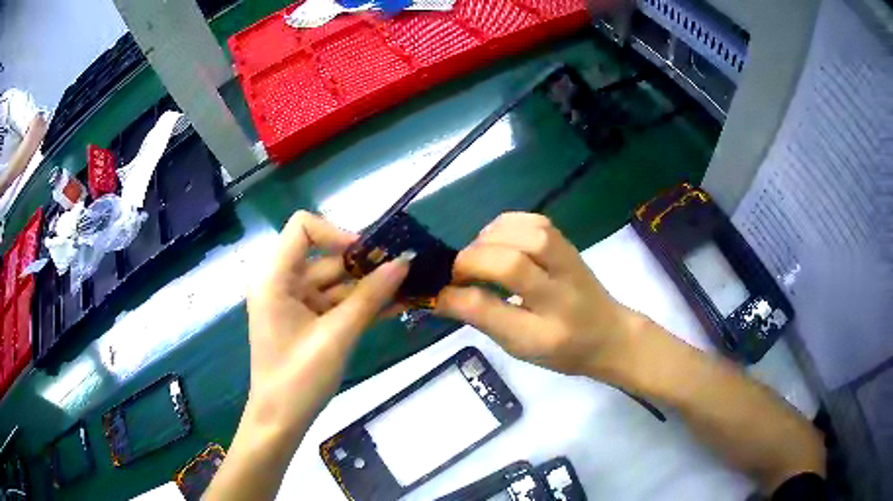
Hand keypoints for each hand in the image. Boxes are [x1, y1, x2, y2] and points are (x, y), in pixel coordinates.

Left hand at [244, 211, 408, 437]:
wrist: (281, 420)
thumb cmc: (299, 378)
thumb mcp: (337, 335)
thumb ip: (370, 297)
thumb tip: (404, 263)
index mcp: (274, 277)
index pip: (303, 228)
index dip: (336, 233)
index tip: (367, 256)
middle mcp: (281, 282)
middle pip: (325, 257)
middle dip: (364, 265)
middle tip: (405, 272)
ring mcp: (295, 302)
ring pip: (335, 282)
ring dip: (369, 287)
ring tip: (410, 289)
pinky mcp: (306, 320)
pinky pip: (335, 303)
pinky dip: (360, 305)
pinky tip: (395, 305)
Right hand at [436, 212, 640, 378]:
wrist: (609, 334)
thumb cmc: (562, 349)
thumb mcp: (520, 348)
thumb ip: (484, 319)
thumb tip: (442, 295)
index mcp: (544, 333)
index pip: (493, 310)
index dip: (456, 297)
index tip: (436, 295)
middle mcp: (560, 293)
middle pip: (511, 262)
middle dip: (471, 261)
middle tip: (456, 274)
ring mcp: (568, 262)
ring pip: (526, 235)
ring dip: (489, 240)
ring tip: (477, 256)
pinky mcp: (568, 243)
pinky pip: (533, 221)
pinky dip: (506, 225)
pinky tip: (497, 240)